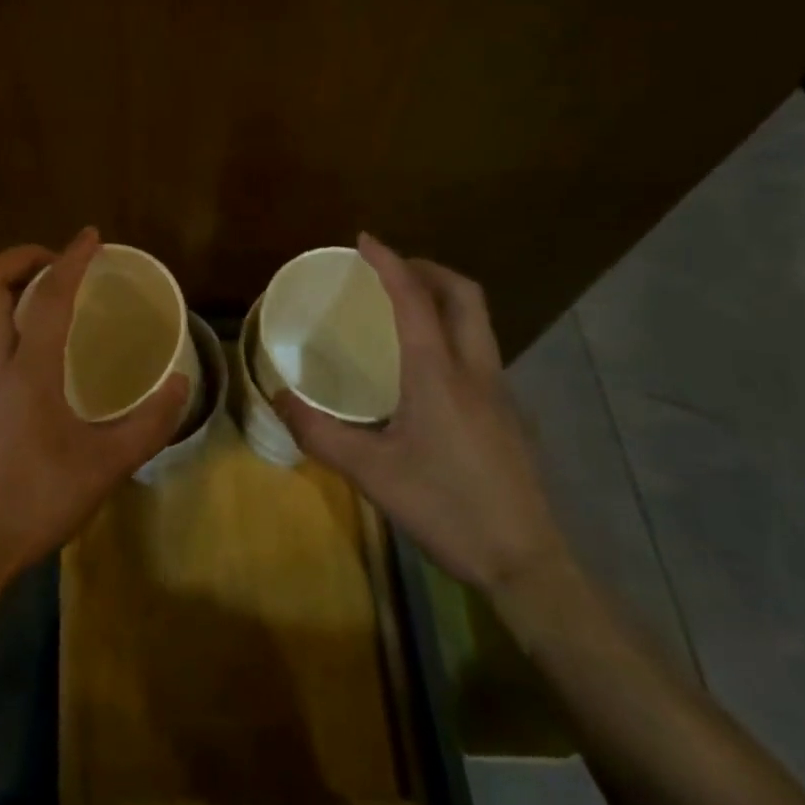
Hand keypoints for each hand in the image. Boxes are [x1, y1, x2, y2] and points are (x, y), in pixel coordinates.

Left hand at [0, 228, 191, 591]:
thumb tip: (179, 383)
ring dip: (6, 290)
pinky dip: (3, 325)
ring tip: (46, 300)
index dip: (71, 260)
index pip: (48, 297)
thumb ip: (149, 424)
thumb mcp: (105, 468)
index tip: (89, 237)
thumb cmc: (36, 503)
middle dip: (17, 258)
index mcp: (25, 372)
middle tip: (55, 261)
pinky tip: (32, 358)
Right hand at [274, 234, 566, 594]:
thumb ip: (319, 432)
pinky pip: (480, 351)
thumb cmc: (445, 508)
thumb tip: (278, 397)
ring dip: (444, 299)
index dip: (389, 262)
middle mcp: (475, 370)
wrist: (527, 564)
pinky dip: (453, 332)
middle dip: (428, 269)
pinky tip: (428, 369)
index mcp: (438, 374)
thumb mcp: (370, 473)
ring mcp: (500, 392)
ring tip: (406, 310)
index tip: (365, 239)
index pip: (414, 299)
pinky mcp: (509, 415)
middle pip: (464, 295)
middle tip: (391, 270)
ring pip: (478, 321)